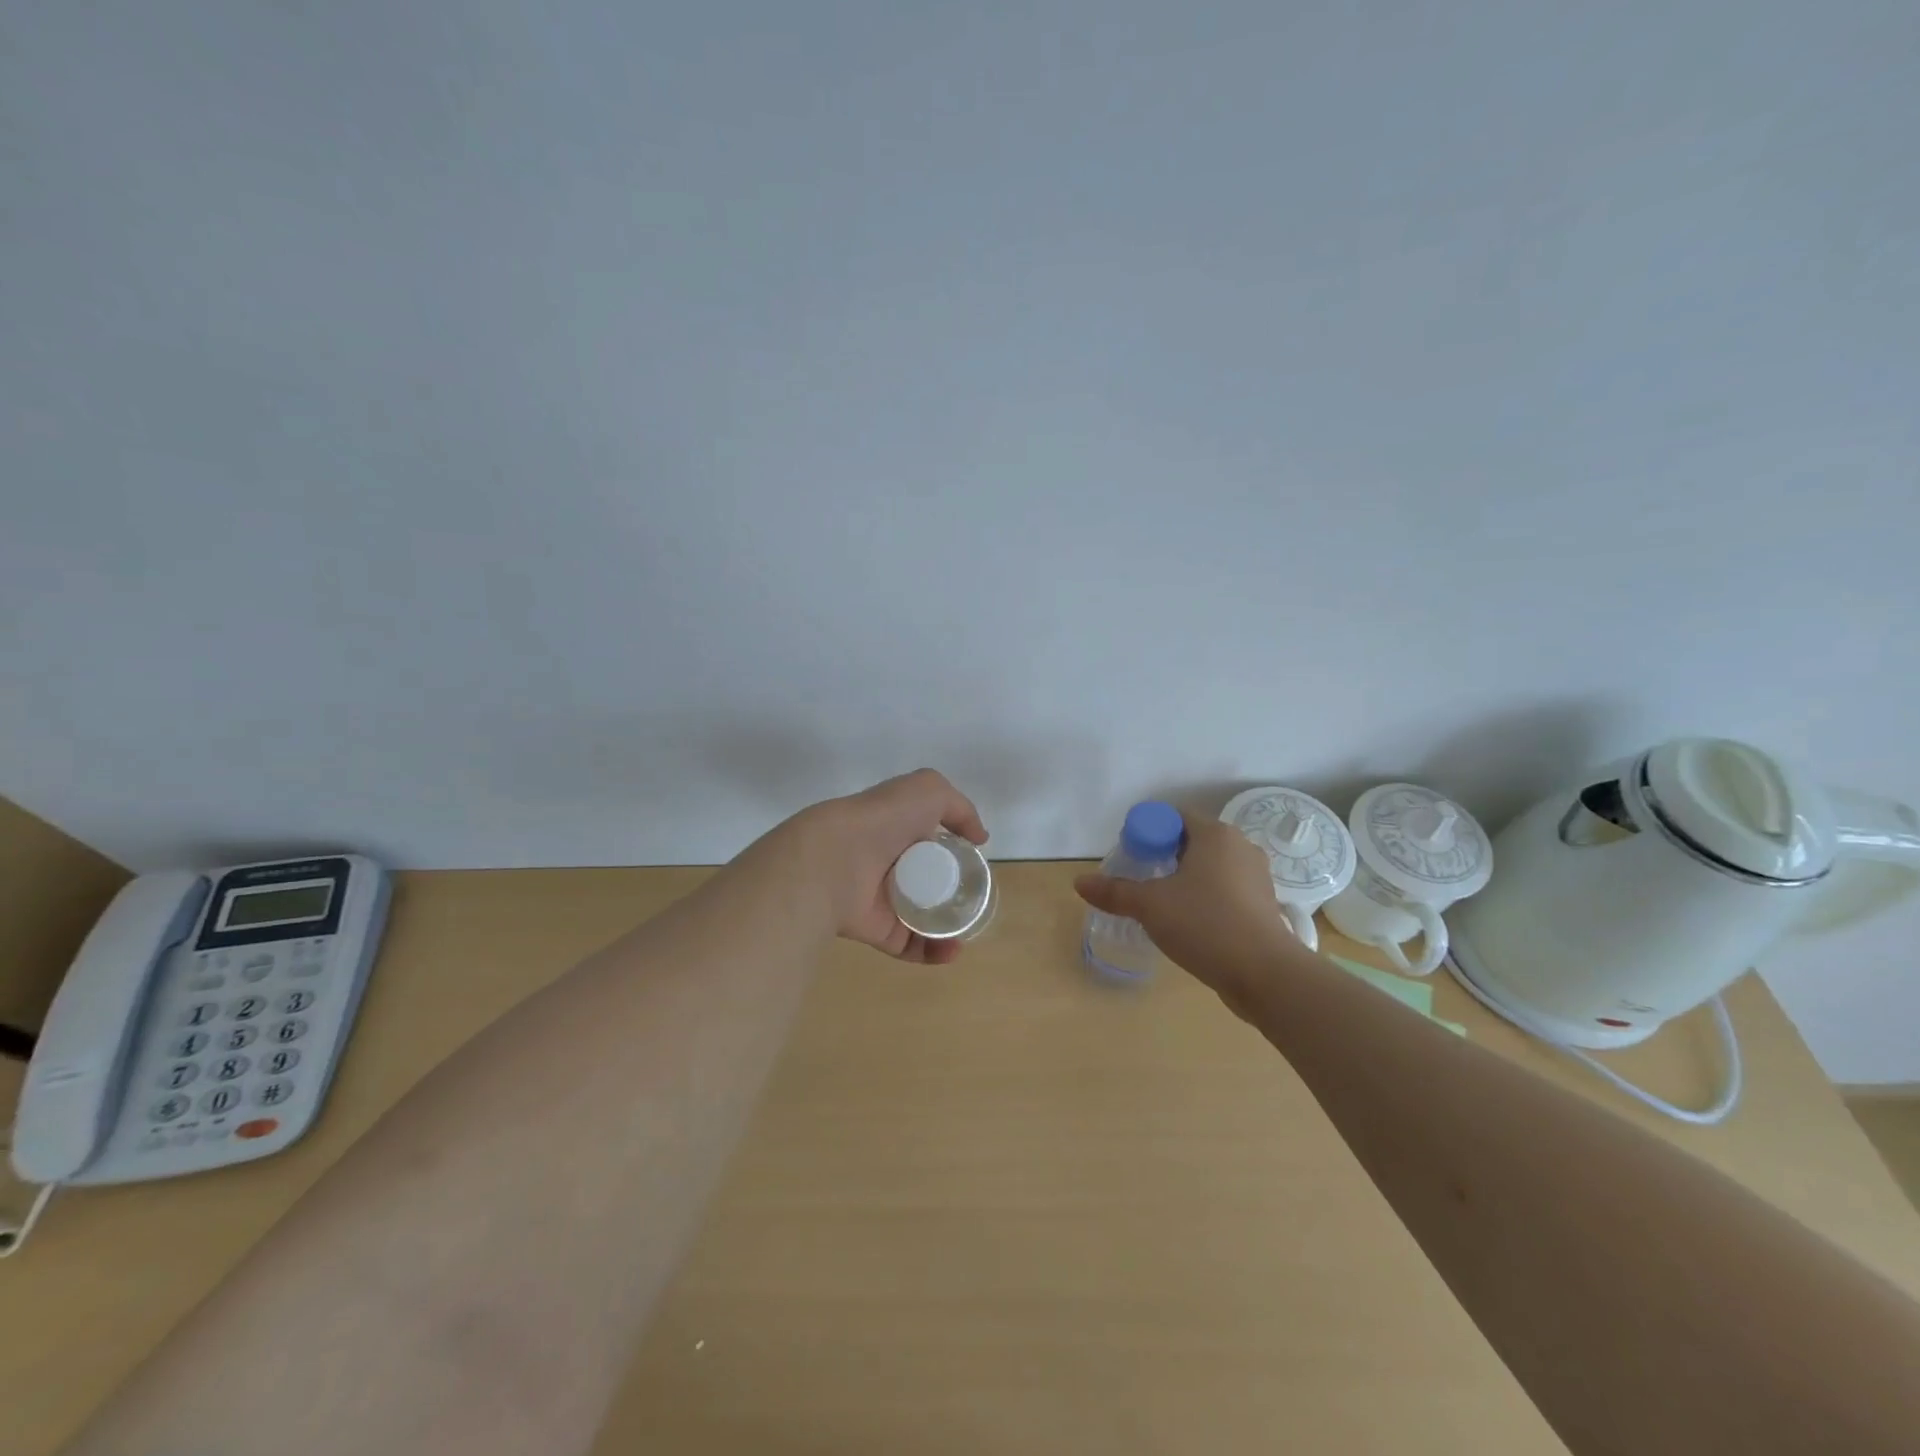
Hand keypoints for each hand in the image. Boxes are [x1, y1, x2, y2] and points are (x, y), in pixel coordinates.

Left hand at [797, 769, 989, 964]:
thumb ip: (959, 808)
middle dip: (955, 893)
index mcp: (898, 830)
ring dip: (950, 927)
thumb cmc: (883, 819)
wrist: (836, 859)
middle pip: (929, 882)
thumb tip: (979, 839)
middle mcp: (889, 864)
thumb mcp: (928, 789)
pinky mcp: (879, 931)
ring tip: (967, 929)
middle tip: (976, 900)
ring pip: (924, 917)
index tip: (975, 863)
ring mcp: (884, 900)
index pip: (930, 842)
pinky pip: (913, 946)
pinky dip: (935, 952)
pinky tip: (953, 948)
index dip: (953, 851)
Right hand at [1074, 813, 1299, 1011]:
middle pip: (1191, 840)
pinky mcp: (1264, 904)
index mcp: (1215, 834)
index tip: (1131, 857)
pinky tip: (1191, 922)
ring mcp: (1257, 876)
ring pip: (1210, 867)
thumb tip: (1079, 882)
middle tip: (1141, 880)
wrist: (1266, 974)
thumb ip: (1114, 892)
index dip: (1147, 832)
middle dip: (1164, 856)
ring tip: (1163, 904)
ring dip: (1185, 879)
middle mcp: (1240, 847)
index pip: (1173, 817)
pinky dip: (1206, 898)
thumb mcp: (1150, 906)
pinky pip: (1226, 889)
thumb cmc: (1205, 924)